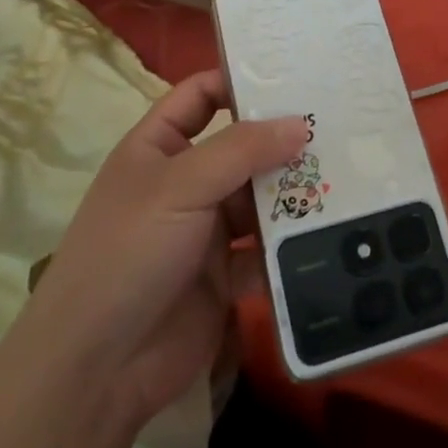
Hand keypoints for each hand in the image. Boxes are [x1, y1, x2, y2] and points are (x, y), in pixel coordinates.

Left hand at [27, 72, 306, 427]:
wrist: (96, 370)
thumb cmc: (129, 253)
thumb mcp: (180, 186)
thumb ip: (242, 150)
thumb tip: (300, 123)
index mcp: (157, 148)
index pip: (200, 96)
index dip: (239, 82)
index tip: (293, 77)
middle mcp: (184, 183)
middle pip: (241, 148)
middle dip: (283, 140)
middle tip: (340, 127)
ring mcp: (205, 231)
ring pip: (259, 200)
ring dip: (294, 193)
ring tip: (350, 176)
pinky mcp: (225, 277)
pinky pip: (266, 251)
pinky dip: (293, 245)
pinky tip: (334, 233)